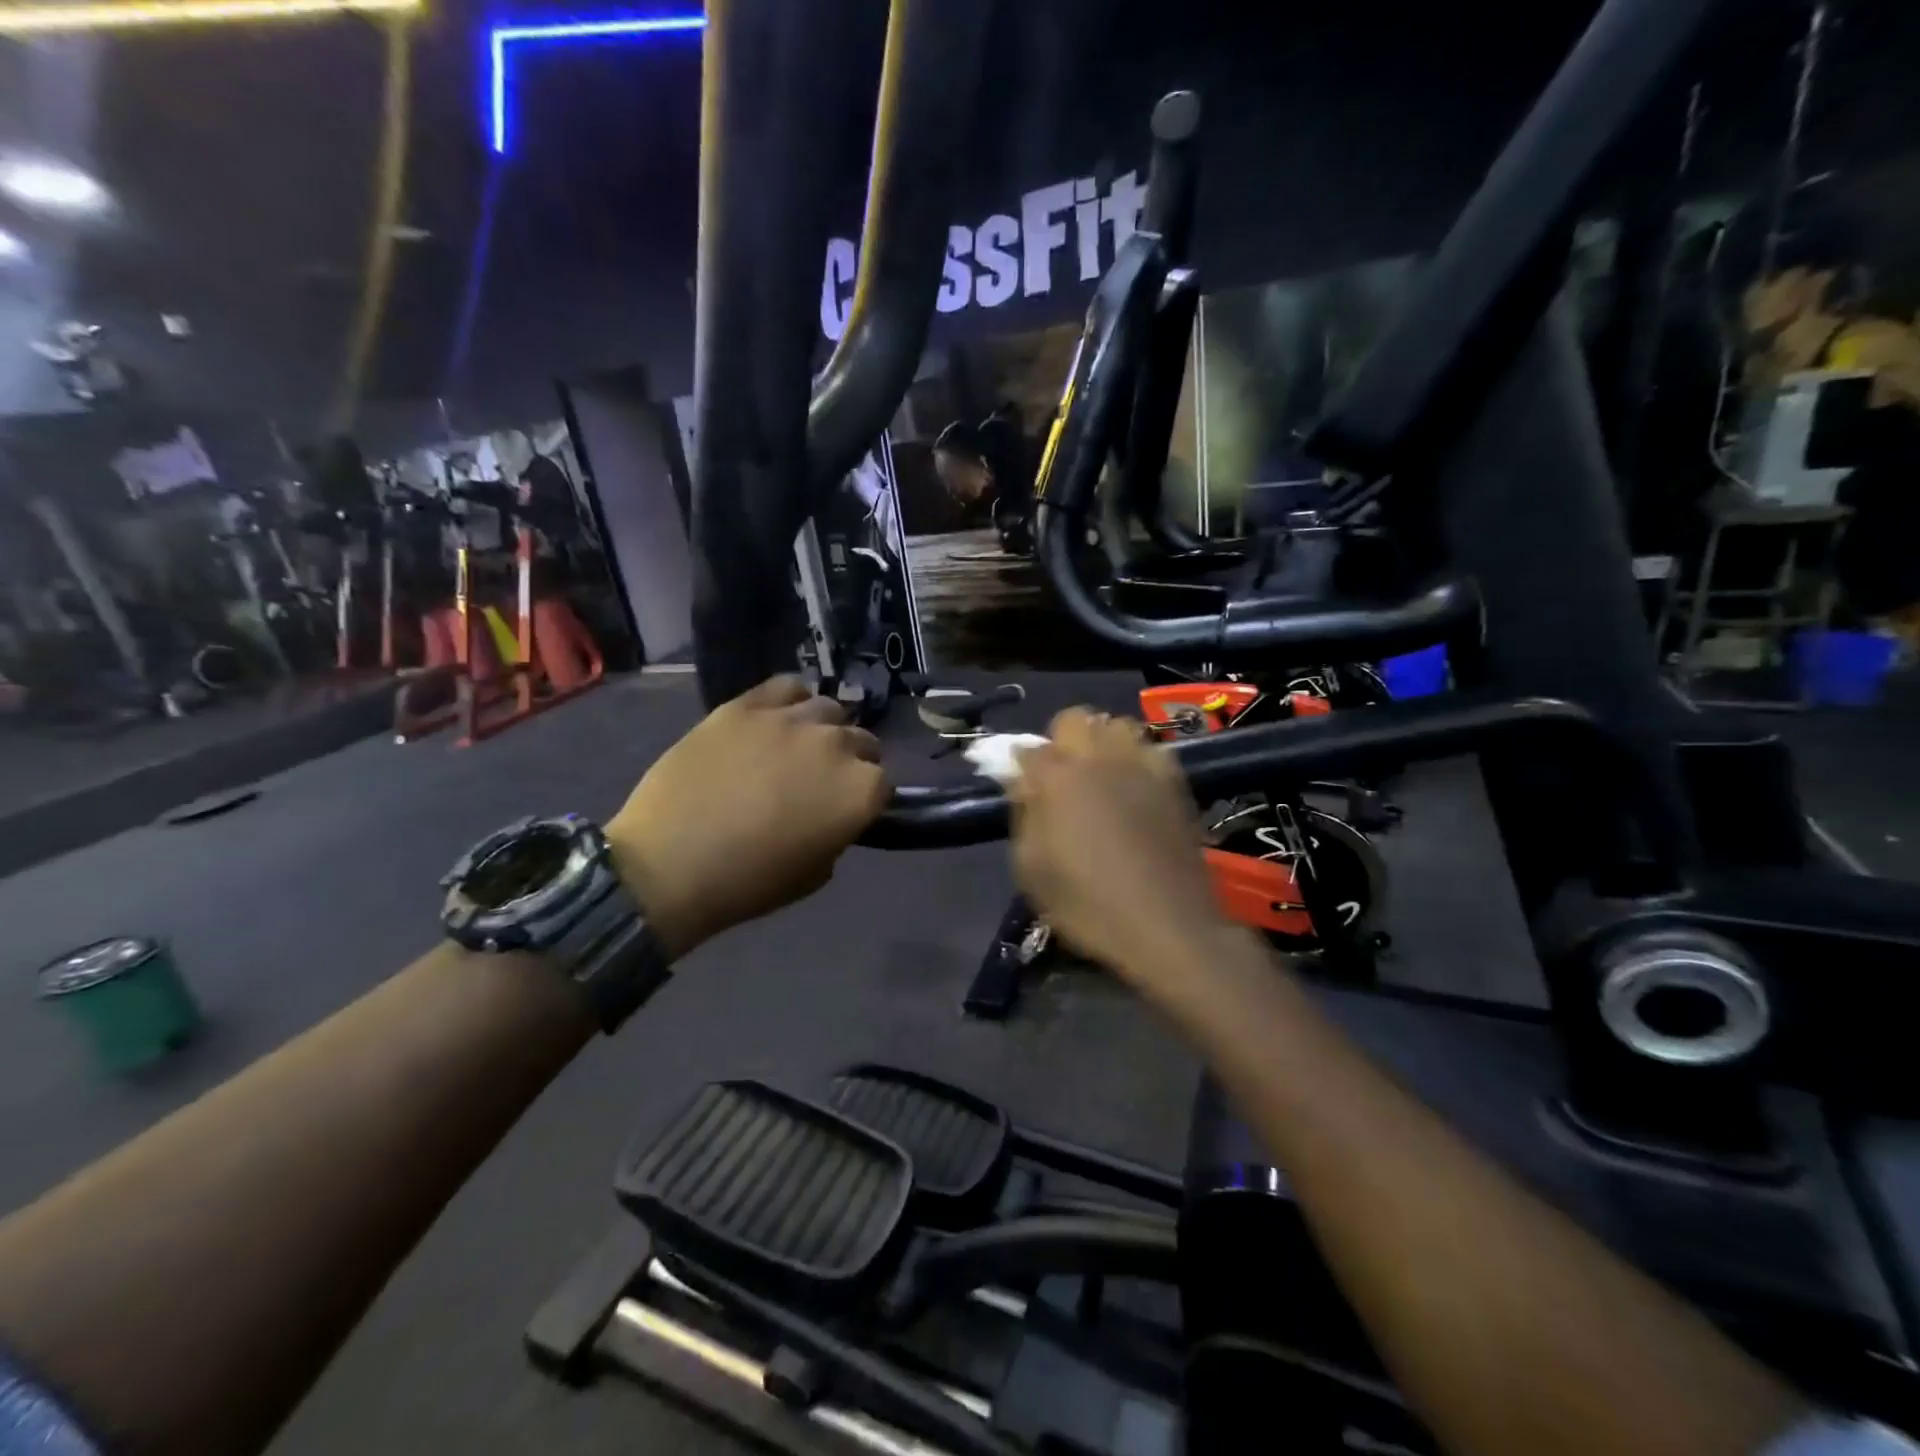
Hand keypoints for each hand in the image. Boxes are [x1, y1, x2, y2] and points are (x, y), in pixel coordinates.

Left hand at [609, 676, 888, 957]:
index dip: (866, 798)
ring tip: (797, 747)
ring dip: (822, 729)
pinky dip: (790, 701)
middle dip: (849, 761)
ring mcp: (791, 720)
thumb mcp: (814, 874)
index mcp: (860, 791)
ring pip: (828, 710)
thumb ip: (836, 833)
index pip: (883, 783)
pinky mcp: (747, 705)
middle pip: (861, 741)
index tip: (845, 810)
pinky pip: (786, 687)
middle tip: (819, 782)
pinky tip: (777, 719)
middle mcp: (836, 746)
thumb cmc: (748, 883)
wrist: (669, 865)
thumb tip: (830, 814)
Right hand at [1010, 708, 1234, 996]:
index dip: (1021, 764)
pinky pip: (1151, 749)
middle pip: (1075, 719)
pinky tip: (1135, 788)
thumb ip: (1024, 814)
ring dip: (1103, 742)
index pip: (1029, 748)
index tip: (1022, 784)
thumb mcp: (1032, 869)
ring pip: (1117, 725)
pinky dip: (1137, 758)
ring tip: (1101, 776)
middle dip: (1062, 739)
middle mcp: (1099, 758)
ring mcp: (1142, 765)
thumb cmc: (1088, 905)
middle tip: (1062, 777)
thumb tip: (1022, 779)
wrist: (1167, 926)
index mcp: (1058, 778)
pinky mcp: (1175, 781)